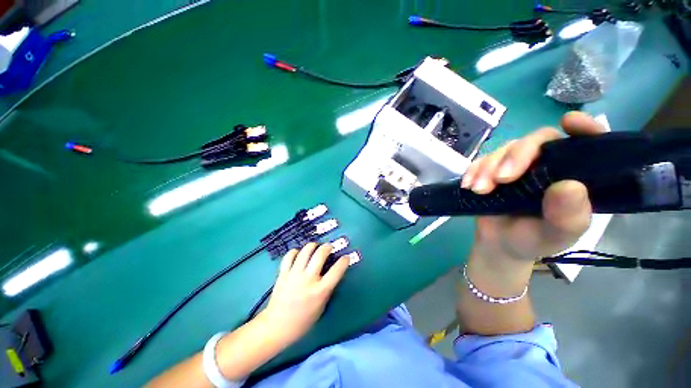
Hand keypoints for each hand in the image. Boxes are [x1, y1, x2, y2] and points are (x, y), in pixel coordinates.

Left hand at [261, 243, 349, 344]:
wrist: (277, 326)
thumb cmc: (303, 321)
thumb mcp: (322, 306)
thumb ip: (328, 288)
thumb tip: (333, 272)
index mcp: (320, 291)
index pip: (337, 270)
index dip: (344, 261)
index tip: (345, 257)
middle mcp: (308, 279)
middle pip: (320, 254)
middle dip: (327, 247)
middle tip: (329, 247)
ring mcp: (294, 275)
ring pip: (305, 251)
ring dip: (313, 245)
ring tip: (315, 247)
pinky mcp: (283, 273)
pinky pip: (289, 256)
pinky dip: (295, 252)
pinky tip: (298, 254)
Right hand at [461, 112, 606, 261]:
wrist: (499, 244)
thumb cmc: (534, 240)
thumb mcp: (557, 236)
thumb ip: (568, 217)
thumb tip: (569, 186)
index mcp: (572, 175)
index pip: (583, 144)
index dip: (582, 128)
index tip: (569, 122)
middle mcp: (546, 165)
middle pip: (535, 141)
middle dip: (516, 156)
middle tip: (501, 179)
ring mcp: (516, 166)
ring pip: (504, 150)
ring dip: (488, 167)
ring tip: (479, 190)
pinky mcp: (492, 171)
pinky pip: (481, 161)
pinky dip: (473, 170)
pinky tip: (468, 185)